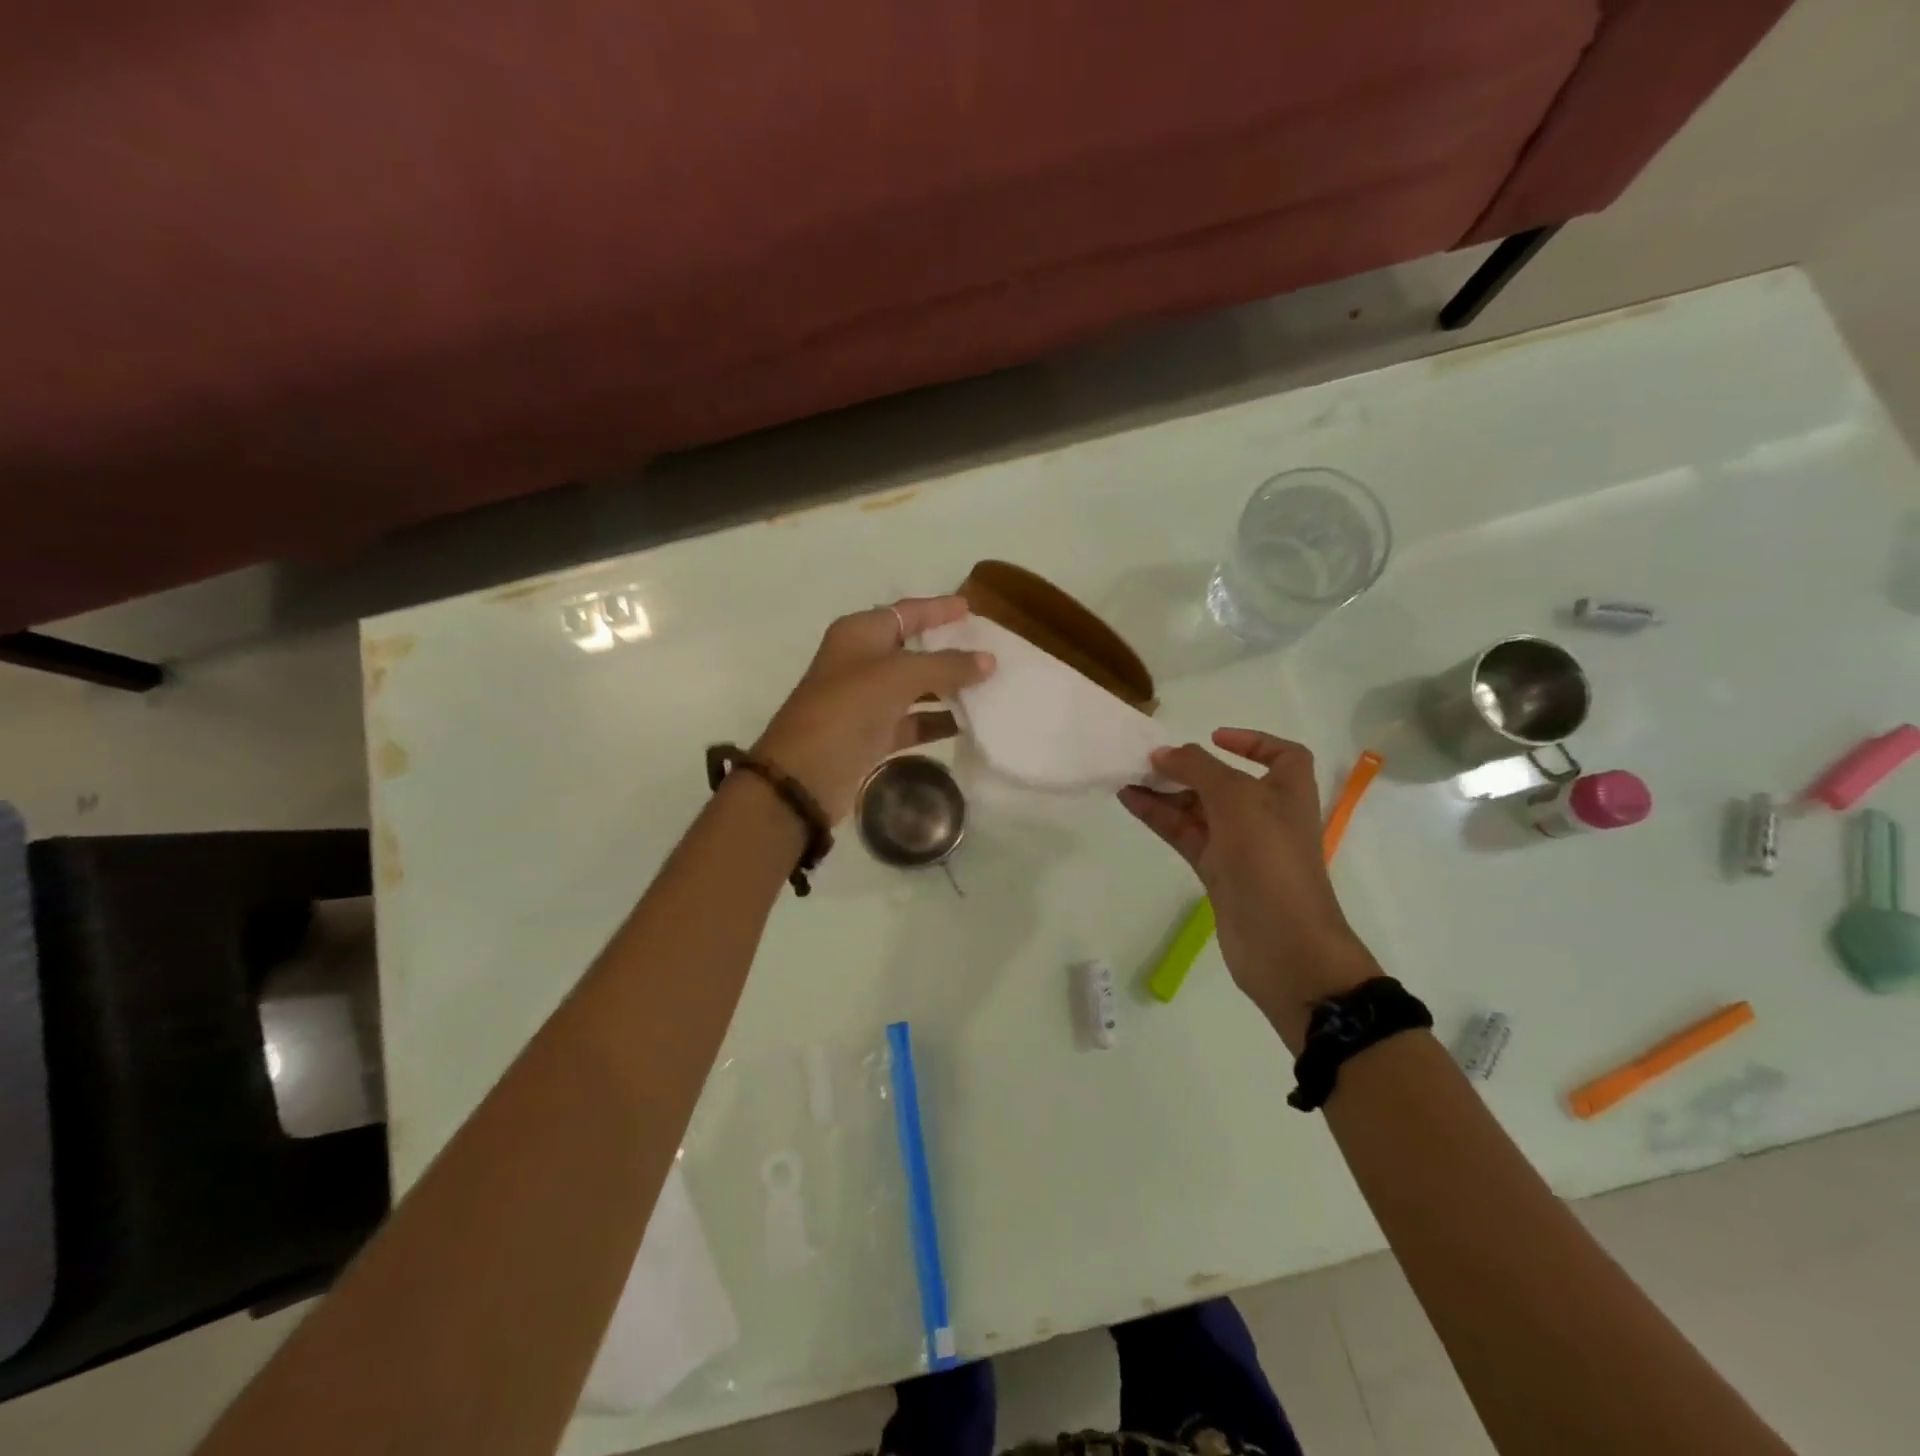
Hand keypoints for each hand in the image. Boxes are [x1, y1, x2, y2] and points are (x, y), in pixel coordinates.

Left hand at [754, 597, 994, 822]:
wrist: (806, 773)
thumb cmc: (849, 707)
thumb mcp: (899, 676)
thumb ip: (947, 665)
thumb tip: (988, 660)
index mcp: (860, 633)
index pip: (907, 612)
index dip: (938, 609)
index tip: (971, 608)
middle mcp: (862, 661)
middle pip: (913, 648)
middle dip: (949, 649)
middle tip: (989, 648)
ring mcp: (867, 699)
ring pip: (916, 686)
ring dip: (949, 687)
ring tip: (990, 685)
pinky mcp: (873, 734)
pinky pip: (913, 720)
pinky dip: (937, 720)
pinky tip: (969, 723)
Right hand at [1120, 728, 1379, 1048]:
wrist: (1284, 945)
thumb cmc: (1270, 859)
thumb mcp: (1237, 800)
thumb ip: (1198, 769)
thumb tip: (1163, 753)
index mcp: (1288, 793)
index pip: (1282, 755)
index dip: (1253, 741)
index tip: (1215, 737)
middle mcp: (1266, 815)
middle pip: (1226, 781)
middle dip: (1191, 768)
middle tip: (1151, 759)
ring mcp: (1241, 846)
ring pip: (1199, 809)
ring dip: (1167, 792)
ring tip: (1128, 776)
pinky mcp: (1218, 872)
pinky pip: (1186, 835)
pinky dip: (1160, 817)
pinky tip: (1131, 802)